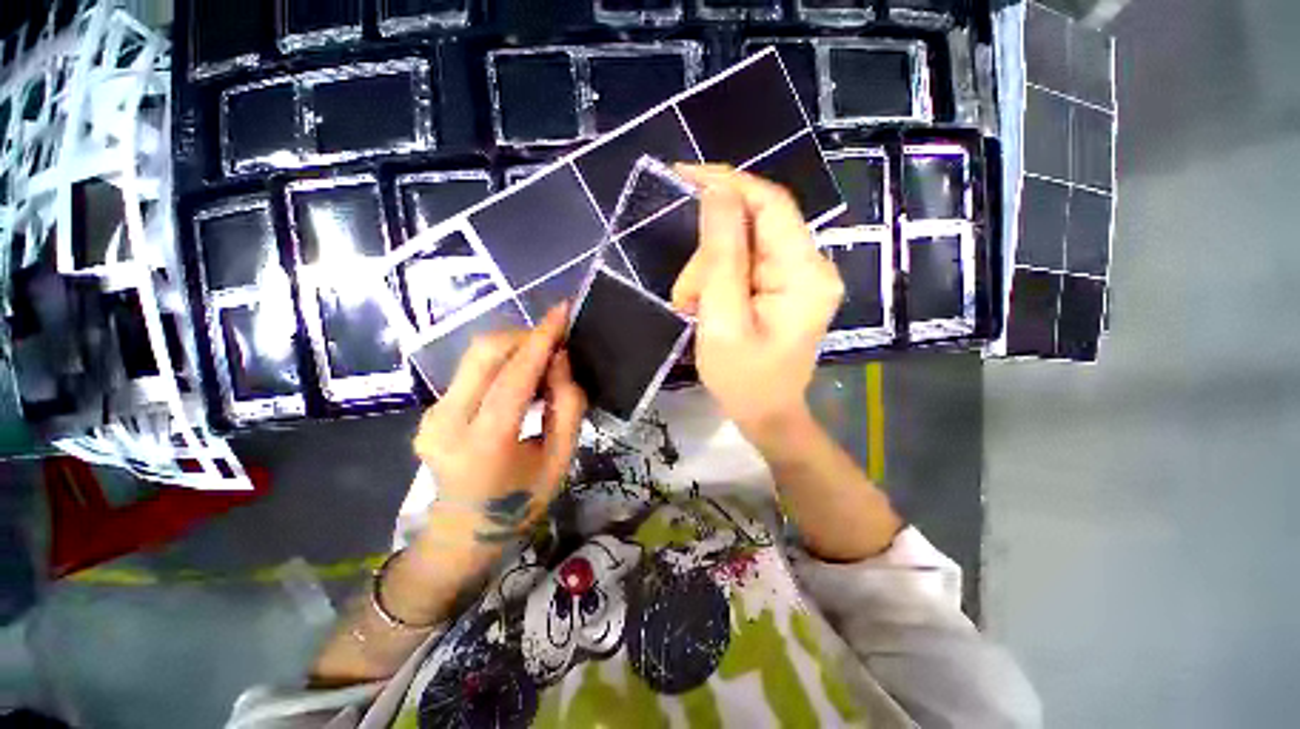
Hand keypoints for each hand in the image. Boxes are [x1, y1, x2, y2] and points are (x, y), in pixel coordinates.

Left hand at [411, 304, 585, 548]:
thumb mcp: (560, 460)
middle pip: (484, 352)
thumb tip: (560, 360)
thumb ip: (567, 407)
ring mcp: (431, 415)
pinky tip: (520, 383)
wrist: (461, 536)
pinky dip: (502, 365)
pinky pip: (472, 372)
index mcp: (485, 444)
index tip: (563, 310)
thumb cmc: (520, 504)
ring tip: (543, 366)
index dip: (541, 339)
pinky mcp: (430, 411)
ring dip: (514, 349)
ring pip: (476, 357)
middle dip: (524, 336)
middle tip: (555, 345)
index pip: (514, 376)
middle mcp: (447, 423)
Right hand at [672, 165, 842, 441]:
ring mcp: (798, 276)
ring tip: (693, 310)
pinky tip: (706, 308)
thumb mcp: (723, 320)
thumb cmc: (743, 379)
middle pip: (752, 228)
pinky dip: (717, 282)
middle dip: (710, 256)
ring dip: (709, 273)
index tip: (684, 174)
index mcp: (805, 274)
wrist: (766, 414)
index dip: (728, 183)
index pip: (770, 204)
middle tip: (686, 297)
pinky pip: (744, 265)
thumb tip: (717, 194)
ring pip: (742, 247)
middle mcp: (811, 266)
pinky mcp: (783, 286)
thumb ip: (722, 257)